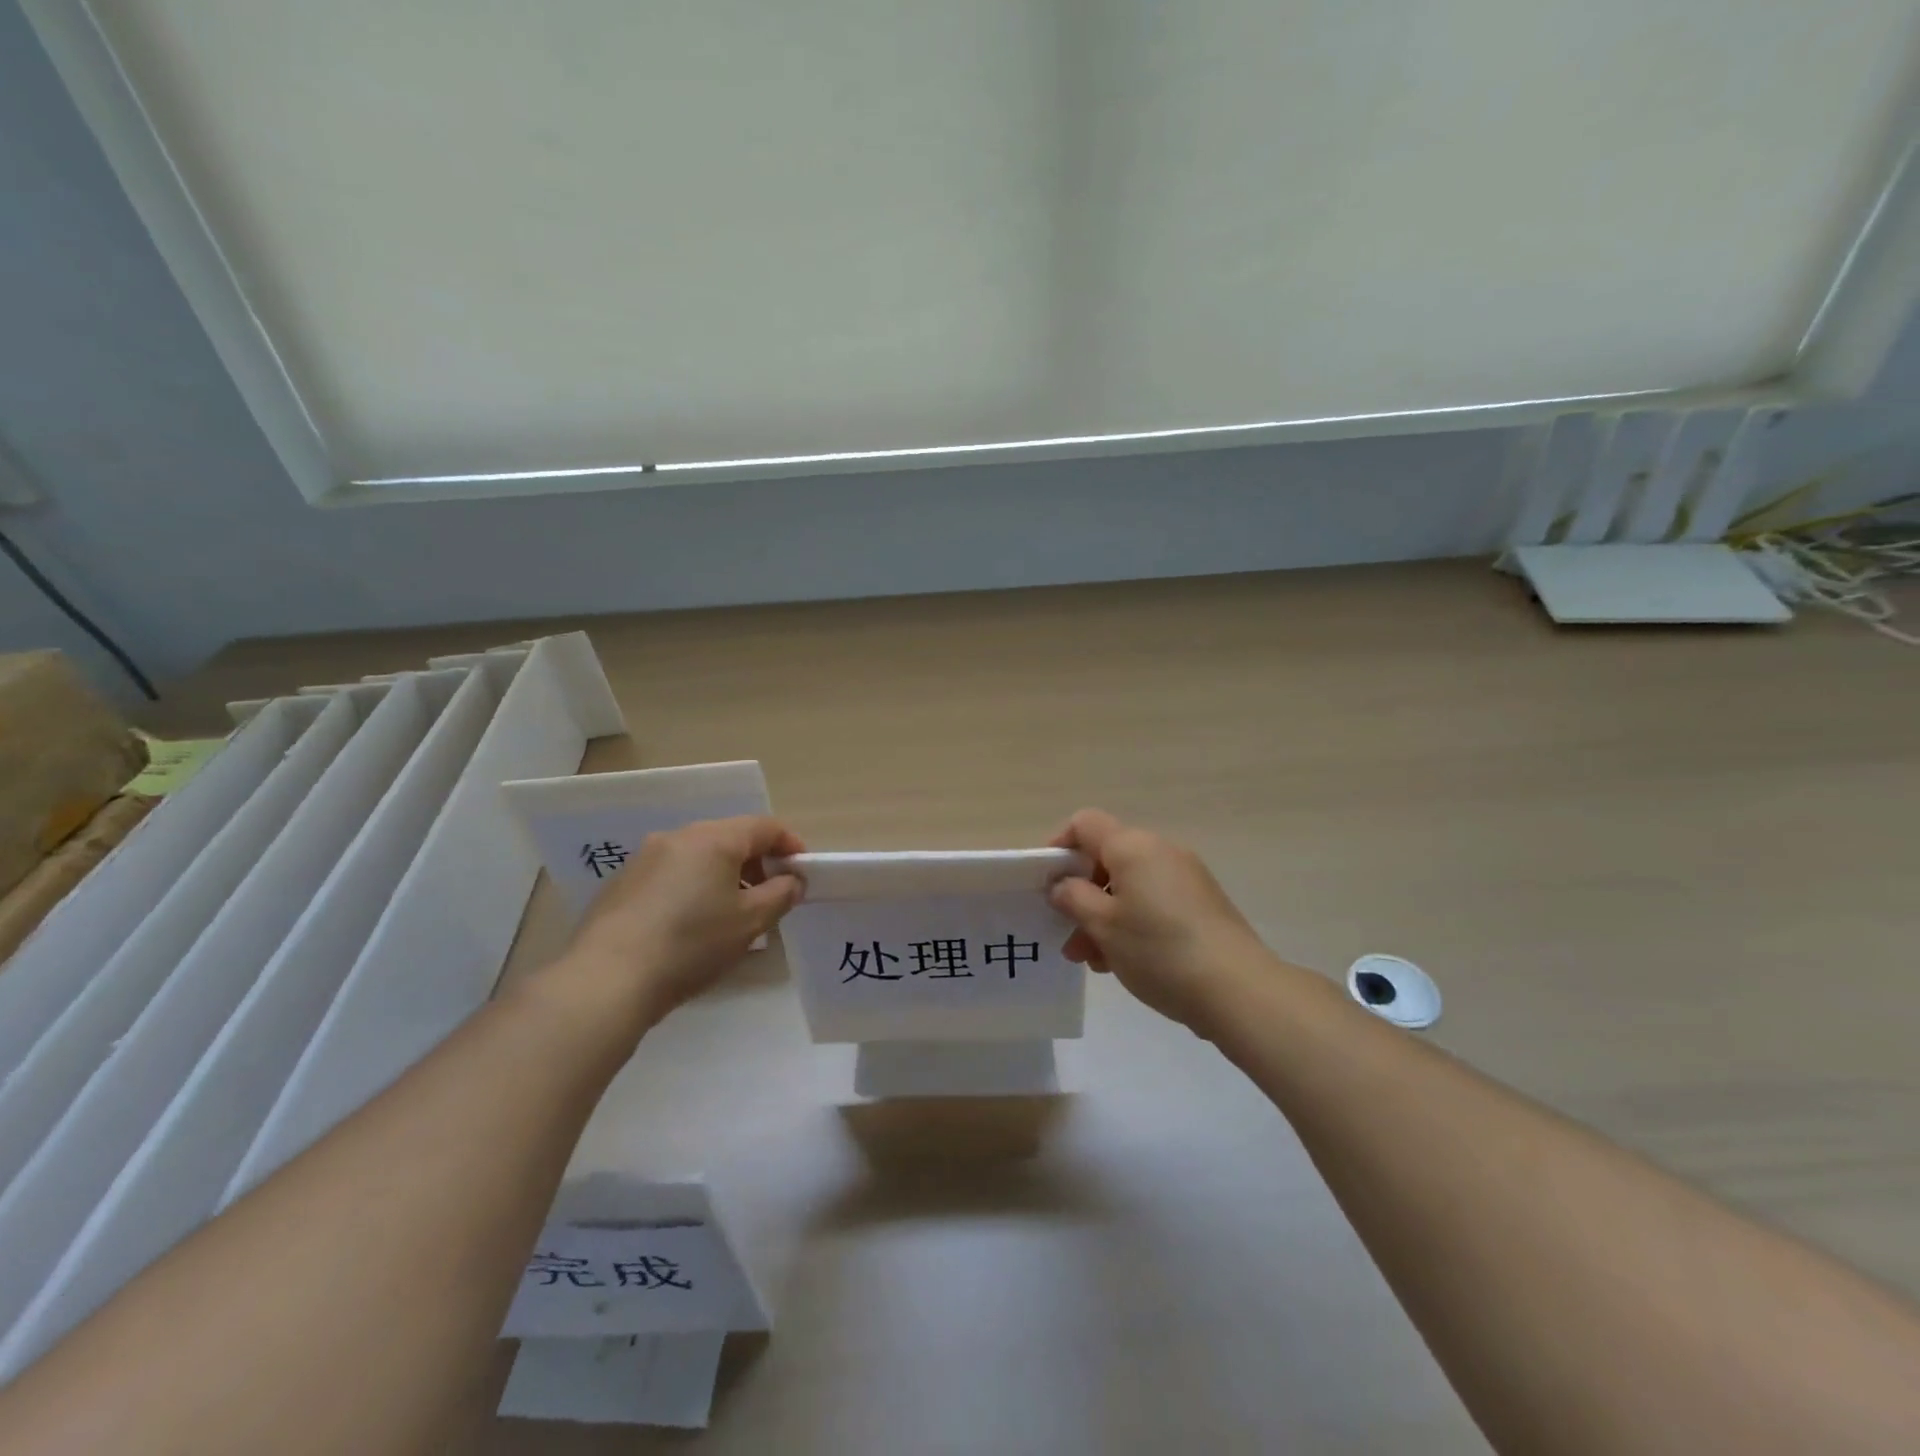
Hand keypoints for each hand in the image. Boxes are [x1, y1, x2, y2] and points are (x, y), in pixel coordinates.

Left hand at [546, 816, 806, 1031]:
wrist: (607, 979)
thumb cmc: (691, 944)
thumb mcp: (750, 922)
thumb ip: (781, 894)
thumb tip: (793, 880)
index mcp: (714, 839)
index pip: (764, 826)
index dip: (790, 845)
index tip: (802, 872)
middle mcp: (678, 837)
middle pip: (730, 837)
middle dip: (756, 862)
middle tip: (770, 895)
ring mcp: (644, 858)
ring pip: (698, 855)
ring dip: (723, 876)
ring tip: (730, 914)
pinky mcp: (621, 883)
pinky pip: (670, 874)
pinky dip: (692, 887)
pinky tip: (690, 925)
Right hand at [1049, 808, 1273, 1032]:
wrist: (1237, 989)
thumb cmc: (1157, 950)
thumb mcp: (1102, 926)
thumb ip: (1073, 898)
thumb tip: (1062, 884)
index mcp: (1132, 846)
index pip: (1085, 824)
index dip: (1059, 846)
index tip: (1046, 883)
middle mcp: (1160, 851)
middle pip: (1107, 859)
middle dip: (1081, 894)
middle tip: (1068, 935)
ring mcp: (1185, 877)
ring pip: (1129, 887)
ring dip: (1104, 916)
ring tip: (1093, 961)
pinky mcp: (1201, 904)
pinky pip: (1154, 902)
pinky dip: (1132, 923)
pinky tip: (1124, 963)